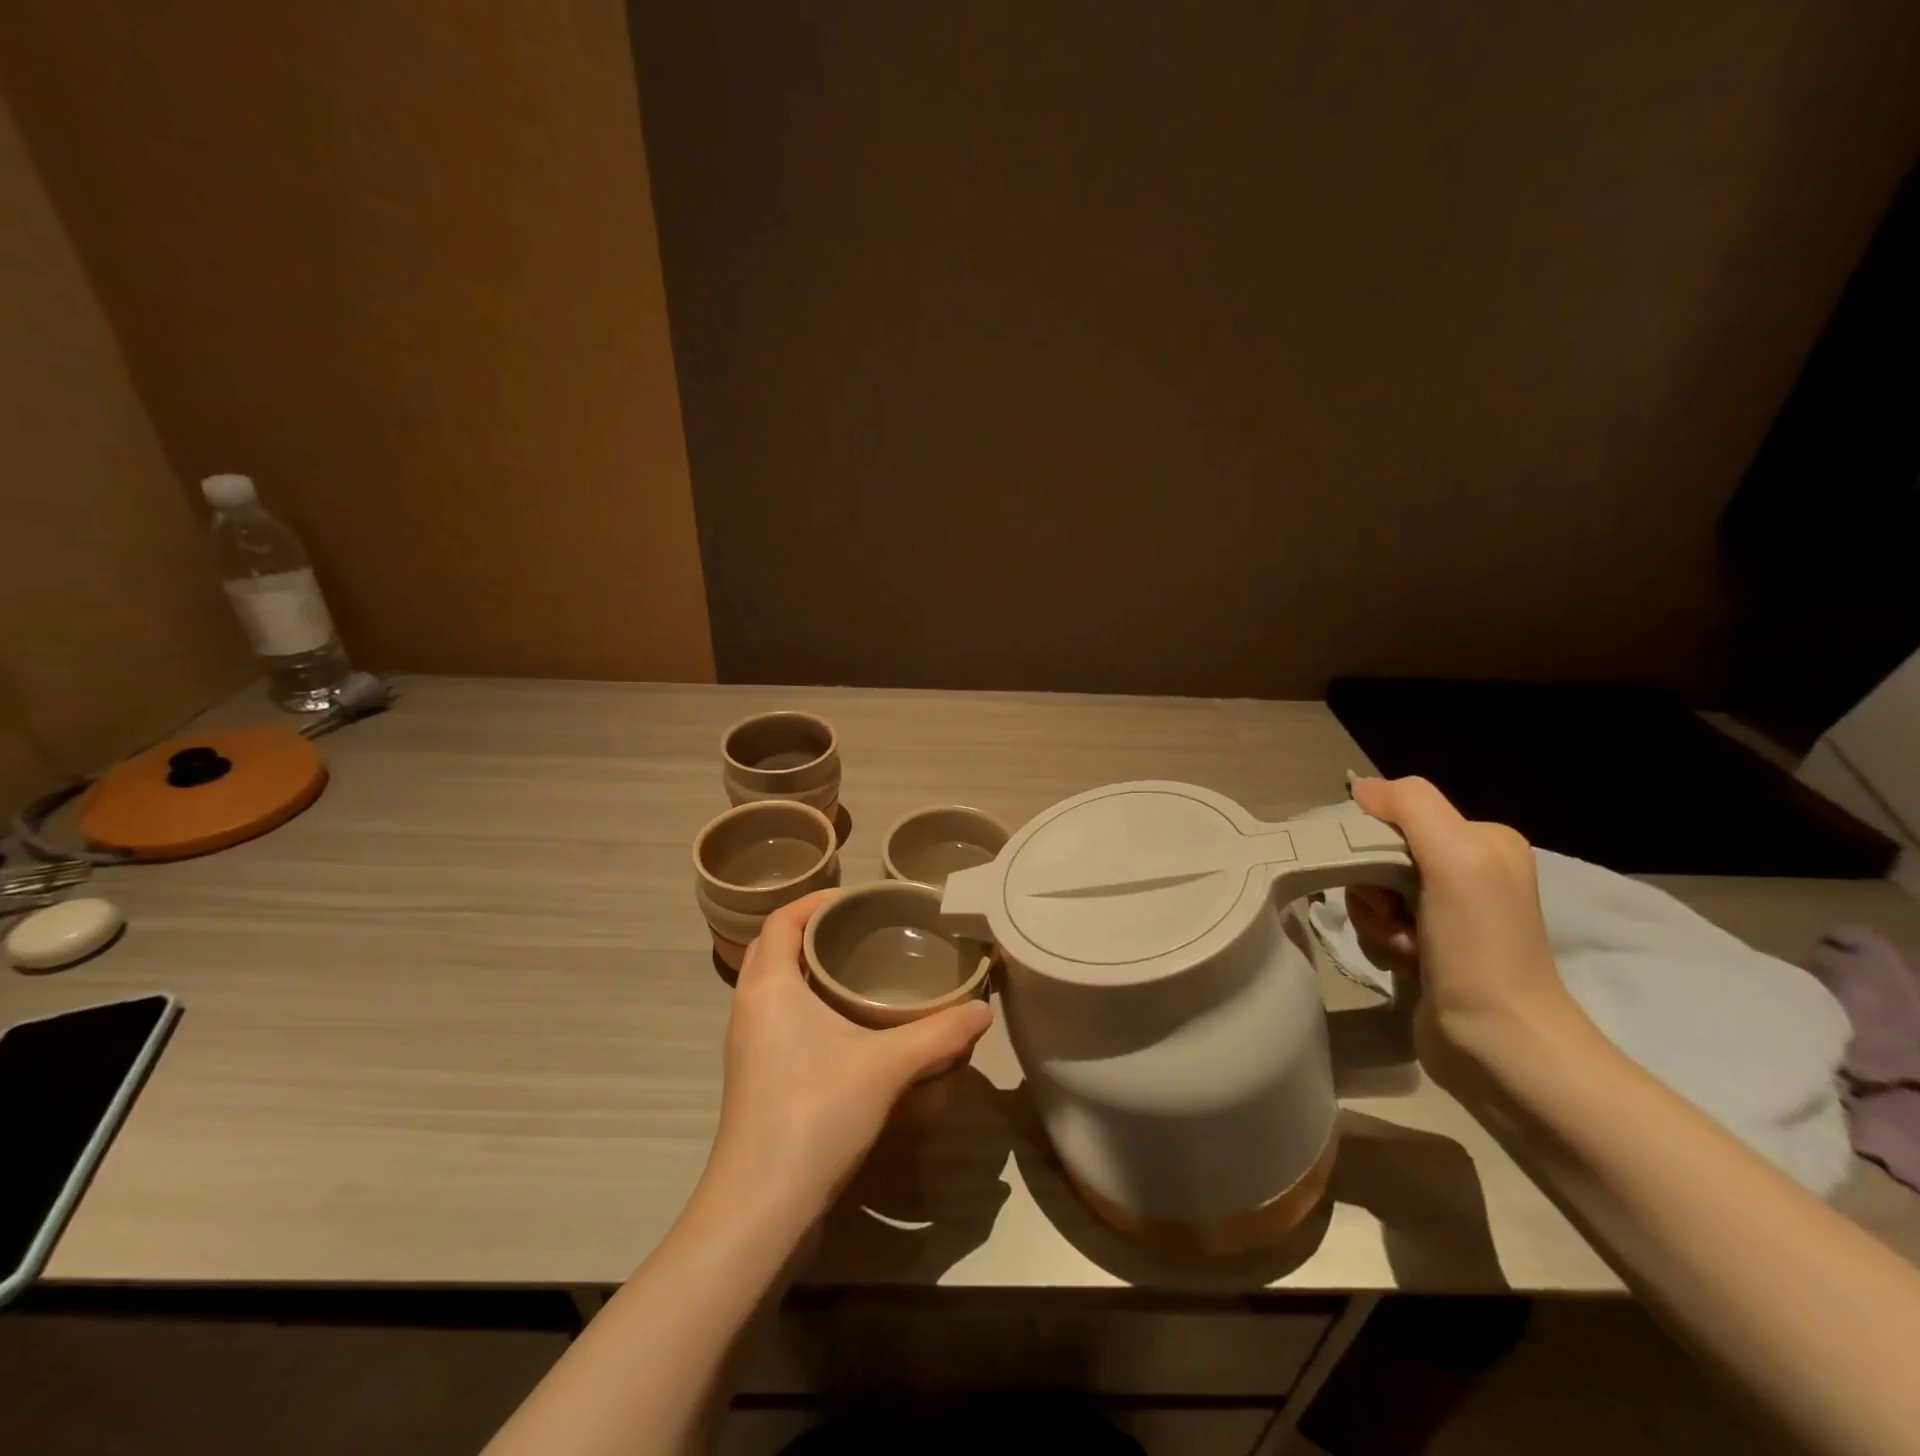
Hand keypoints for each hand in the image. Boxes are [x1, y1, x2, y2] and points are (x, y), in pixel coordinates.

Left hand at [703, 890, 994, 1226]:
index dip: (815, 900)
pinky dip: (806, 1003)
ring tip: (860, 970)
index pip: (781, 920)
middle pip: (775, 948)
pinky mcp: (755, 1076)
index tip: (857, 898)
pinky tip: (848, 1025)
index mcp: (769, 987)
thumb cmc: (815, 1115)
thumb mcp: (887, 1067)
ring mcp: (747, 1045)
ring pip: (774, 985)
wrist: (761, 1207)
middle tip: (864, 929)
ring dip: (808, 969)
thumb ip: (938, 1034)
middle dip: (814, 931)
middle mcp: (749, 1007)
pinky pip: (777, 1017)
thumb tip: (983, 1012)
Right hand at [1346, 776, 1575, 1087]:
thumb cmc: (1479, 947)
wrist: (1498, 1044)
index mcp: (1482, 840)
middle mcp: (1468, 869)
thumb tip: (1361, 787)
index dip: (1373, 841)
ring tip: (1405, 947)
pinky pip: (1377, 922)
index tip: (1384, 878)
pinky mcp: (1428, 946)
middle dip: (1373, 886)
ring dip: (1375, 918)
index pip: (1396, 814)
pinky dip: (1381, 940)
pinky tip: (1405, 962)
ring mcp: (1447, 911)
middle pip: (1378, 852)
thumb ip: (1410, 806)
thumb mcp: (1455, 857)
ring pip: (1371, 890)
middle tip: (1398, 917)